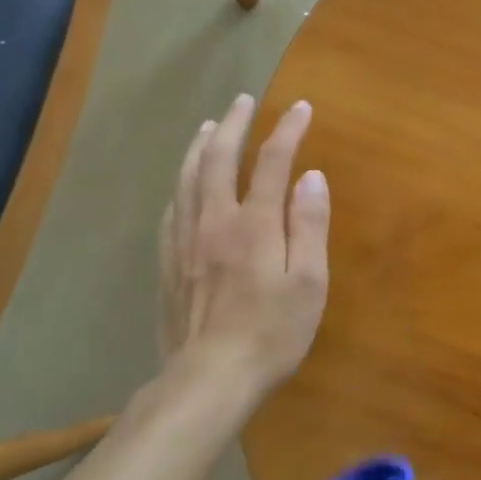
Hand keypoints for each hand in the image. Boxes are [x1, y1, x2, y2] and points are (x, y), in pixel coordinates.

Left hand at [157, 93, 329, 392]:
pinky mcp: (169, 264)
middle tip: (243, 100)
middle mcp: (214, 221)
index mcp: (253, 223)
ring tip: (209, 126)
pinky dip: (180, 185)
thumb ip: (309, 224)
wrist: (209, 379)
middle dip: (233, 125)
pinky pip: (171, 210)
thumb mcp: (308, 281)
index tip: (301, 107)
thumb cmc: (272, 332)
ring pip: (186, 180)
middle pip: (218, 159)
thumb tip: (311, 176)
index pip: (271, 161)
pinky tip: (182, 184)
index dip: (287, 130)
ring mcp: (185, 242)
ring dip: (199, 147)